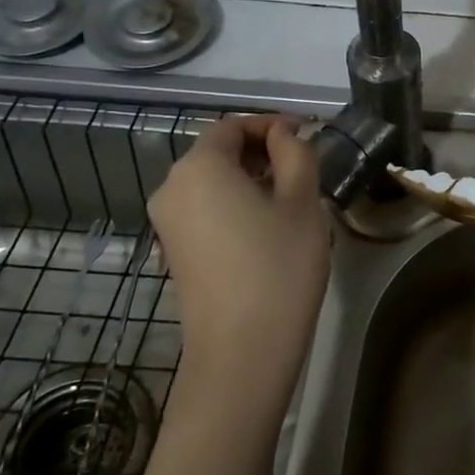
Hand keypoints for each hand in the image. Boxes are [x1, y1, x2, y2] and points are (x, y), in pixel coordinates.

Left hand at [146, 114, 331, 428]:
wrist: (242, 351)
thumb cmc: (278, 266)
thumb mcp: (302, 201)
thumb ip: (295, 153)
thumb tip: (283, 135)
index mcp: (199, 167)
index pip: (232, 126)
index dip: (270, 124)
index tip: (307, 134)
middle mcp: (171, 188)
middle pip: (217, 153)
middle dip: (261, 151)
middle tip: (304, 167)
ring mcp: (167, 225)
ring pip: (211, 183)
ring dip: (250, 179)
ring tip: (291, 198)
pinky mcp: (173, 253)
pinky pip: (205, 211)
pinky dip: (234, 205)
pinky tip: (266, 228)